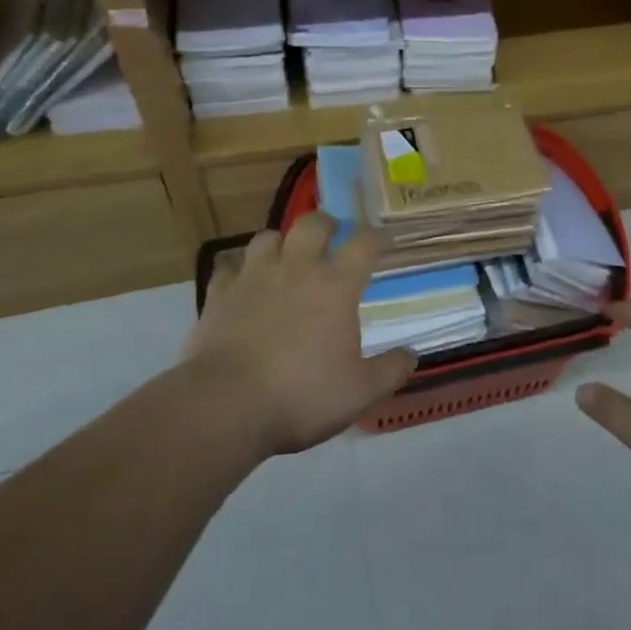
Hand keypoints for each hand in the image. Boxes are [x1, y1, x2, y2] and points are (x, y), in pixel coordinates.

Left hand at [182, 215, 416, 457]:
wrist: (225, 406)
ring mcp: (254, 277)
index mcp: (336, 286)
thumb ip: (390, 370)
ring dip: (280, 243)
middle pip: (312, 223)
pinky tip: (241, 286)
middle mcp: (297, 269)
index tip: (383, 244)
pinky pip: (228, 267)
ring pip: (268, 237)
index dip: (377, 238)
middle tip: (331, 238)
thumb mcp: (359, 392)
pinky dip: (238, 272)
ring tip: (284, 259)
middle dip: (325, 225)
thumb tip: (412, 355)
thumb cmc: (301, 395)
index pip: (364, 244)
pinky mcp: (219, 294)